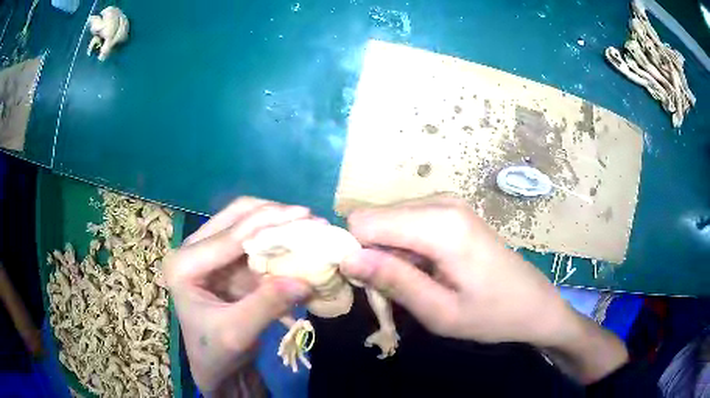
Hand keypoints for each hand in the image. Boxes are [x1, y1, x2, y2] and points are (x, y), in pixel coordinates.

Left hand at [164, 197, 312, 391]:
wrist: (215, 368)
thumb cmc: (216, 353)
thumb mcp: (238, 334)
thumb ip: (266, 306)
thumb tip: (305, 281)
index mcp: (184, 265)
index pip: (228, 236)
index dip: (267, 222)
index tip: (305, 214)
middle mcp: (192, 251)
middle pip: (235, 217)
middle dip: (273, 215)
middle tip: (308, 217)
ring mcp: (210, 255)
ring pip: (246, 225)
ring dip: (276, 225)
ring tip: (307, 226)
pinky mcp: (227, 264)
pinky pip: (255, 244)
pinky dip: (277, 244)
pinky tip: (297, 244)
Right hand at [340, 194, 571, 345]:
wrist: (533, 303)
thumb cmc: (492, 315)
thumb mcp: (440, 312)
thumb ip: (393, 281)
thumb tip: (346, 258)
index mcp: (440, 225)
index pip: (363, 222)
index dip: (354, 253)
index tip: (365, 285)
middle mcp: (440, 202)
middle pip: (373, 218)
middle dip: (369, 253)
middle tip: (390, 290)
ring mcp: (446, 202)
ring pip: (386, 220)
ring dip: (386, 253)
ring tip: (412, 282)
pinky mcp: (449, 210)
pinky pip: (404, 222)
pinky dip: (402, 247)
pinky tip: (423, 269)